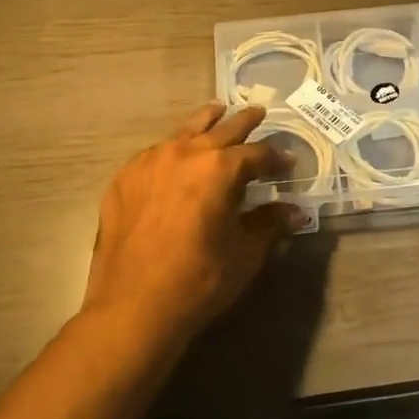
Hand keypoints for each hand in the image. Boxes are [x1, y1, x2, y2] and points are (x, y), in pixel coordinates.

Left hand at [84, 103, 303, 342]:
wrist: (132, 306)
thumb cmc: (198, 280)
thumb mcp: (244, 253)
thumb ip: (269, 224)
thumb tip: (294, 211)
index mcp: (218, 167)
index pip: (256, 154)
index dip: (275, 158)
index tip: (288, 162)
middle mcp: (184, 153)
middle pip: (221, 129)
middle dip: (243, 122)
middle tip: (258, 112)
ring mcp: (149, 162)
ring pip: (183, 131)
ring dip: (205, 122)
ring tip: (216, 111)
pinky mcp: (124, 178)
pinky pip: (154, 153)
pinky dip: (172, 150)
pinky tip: (174, 157)